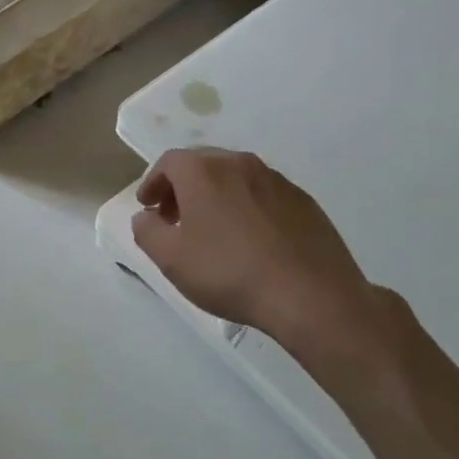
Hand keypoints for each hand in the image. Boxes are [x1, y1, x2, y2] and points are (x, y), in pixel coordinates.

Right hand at [131, 148, 391, 371]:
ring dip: (216, 196)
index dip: (152, 183)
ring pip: (235, 178)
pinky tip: (250, 240)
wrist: (311, 296)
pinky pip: (263, 195)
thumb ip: (147, 231)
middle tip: (174, 217)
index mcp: (204, 171)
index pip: (169, 162)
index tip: (148, 207)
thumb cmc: (229, 272)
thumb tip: (146, 217)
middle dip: (182, 188)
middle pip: (202, 165)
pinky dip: (246, 207)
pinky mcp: (304, 201)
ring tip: (212, 230)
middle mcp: (241, 164)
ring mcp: (277, 180)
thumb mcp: (170, 258)